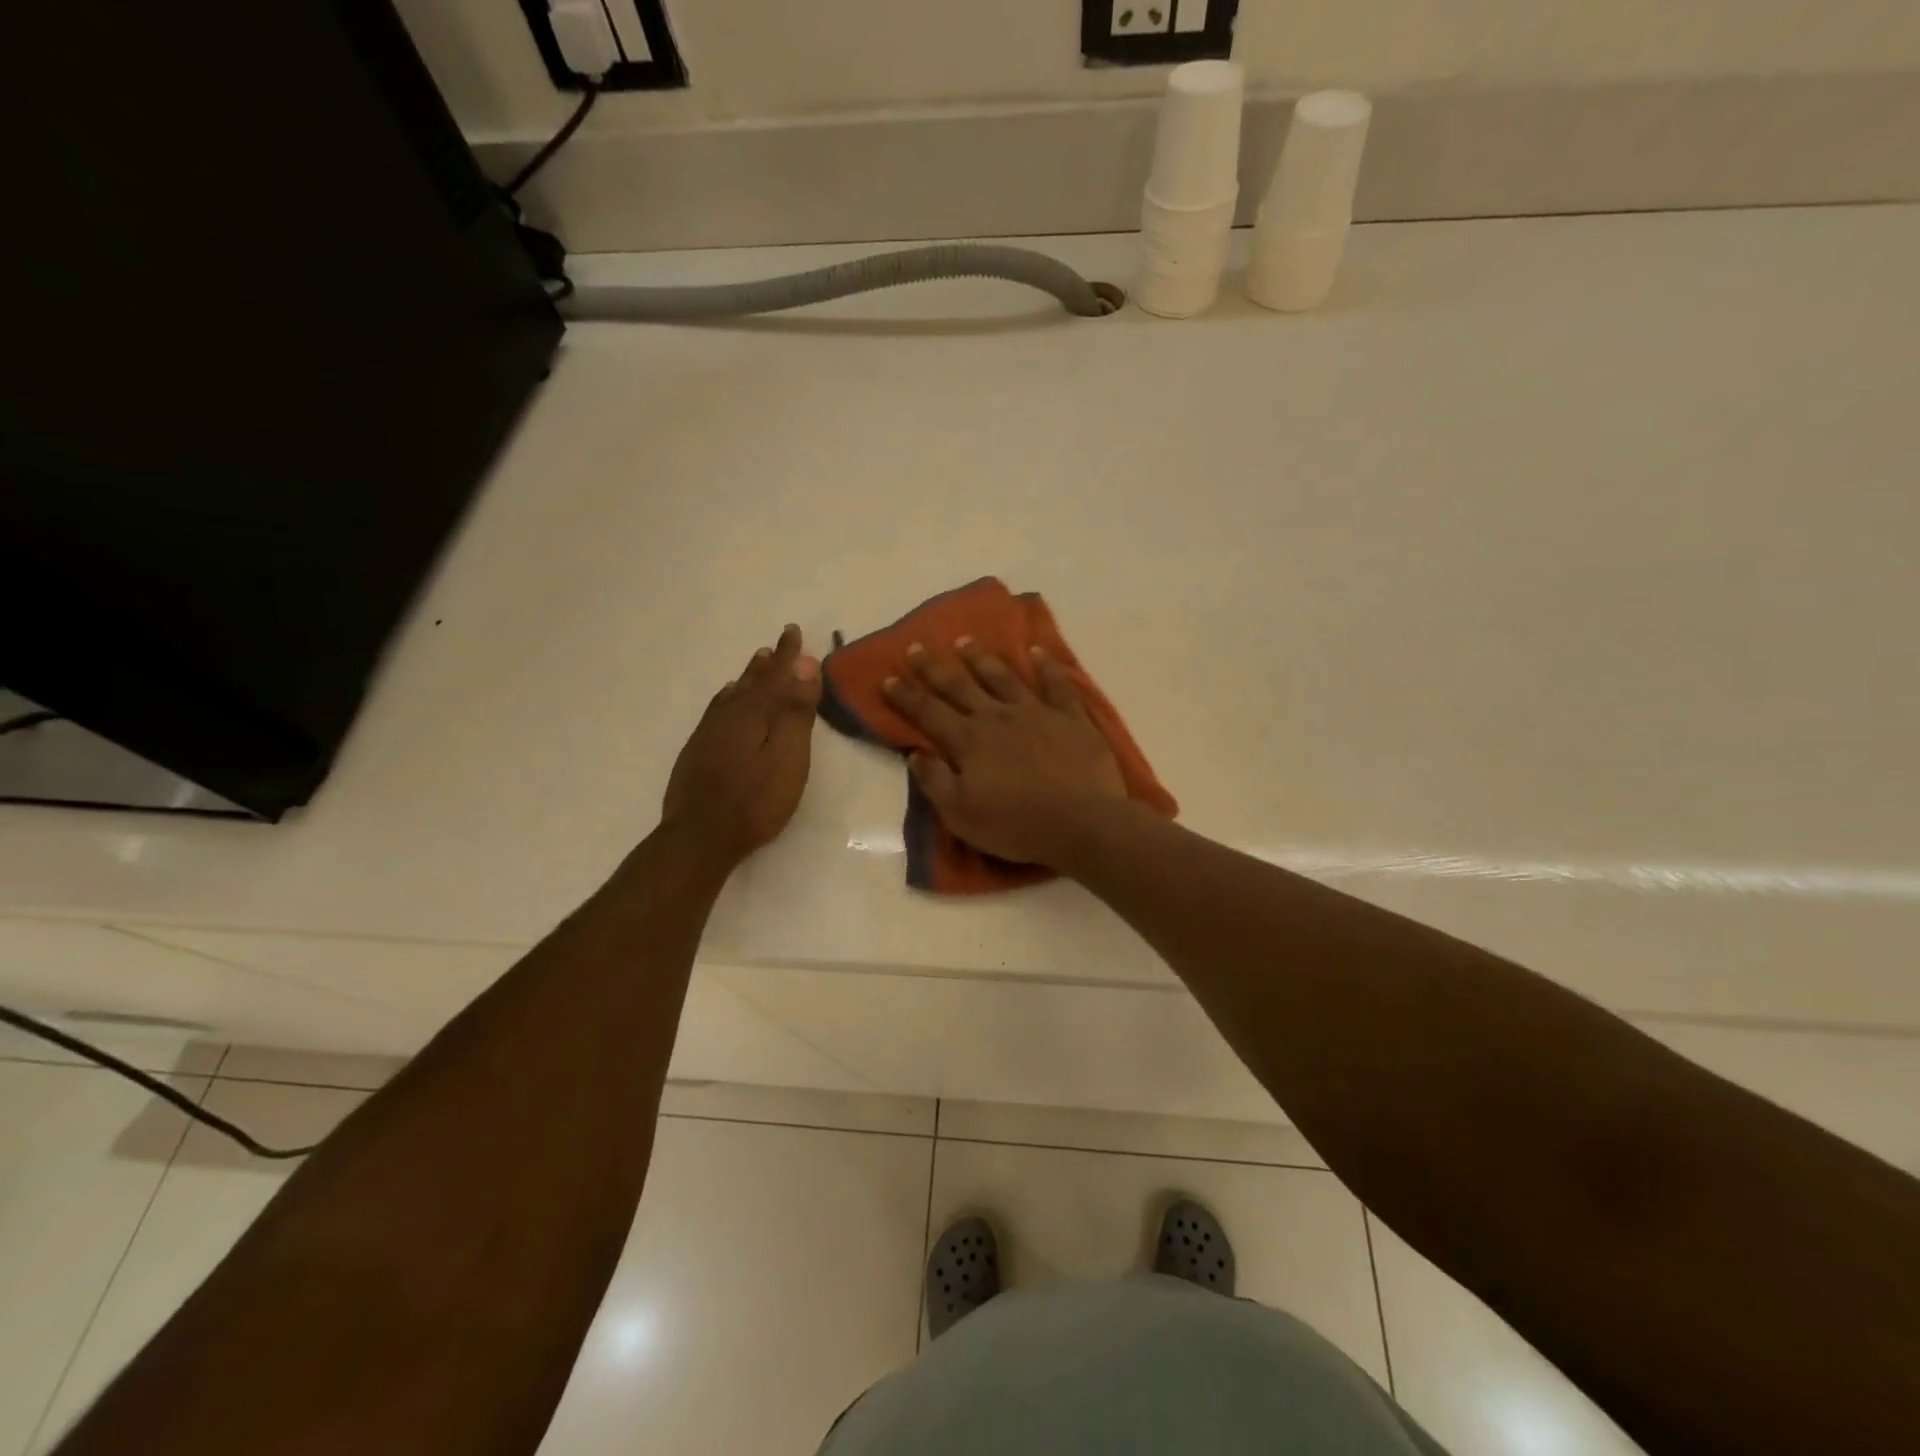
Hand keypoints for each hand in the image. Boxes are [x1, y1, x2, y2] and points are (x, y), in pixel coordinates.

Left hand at [661, 625, 820, 866]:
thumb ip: (797, 713)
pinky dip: (728, 699)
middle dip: (767, 664)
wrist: (700, 836)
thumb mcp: (788, 758)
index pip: (776, 675)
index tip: (794, 630)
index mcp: (753, 713)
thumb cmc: (755, 800)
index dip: (788, 655)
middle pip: (751, 682)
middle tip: (776, 645)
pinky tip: (726, 702)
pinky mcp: (697, 752)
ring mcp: (709, 734)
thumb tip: (805, 667)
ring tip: (756, 664)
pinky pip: (717, 711)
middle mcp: (728, 715)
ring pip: (732, 695)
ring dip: (747, 678)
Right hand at [881, 638, 1127, 867]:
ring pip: (1003, 677)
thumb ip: (935, 781)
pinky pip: (1056, 684)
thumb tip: (914, 753)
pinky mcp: (1071, 717)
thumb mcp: (961, 815)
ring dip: (981, 659)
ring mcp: (1036, 712)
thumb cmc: (1016, 825)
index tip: (888, 678)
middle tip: (917, 647)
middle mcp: (997, 717)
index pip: (928, 712)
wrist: (1082, 823)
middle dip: (934, 668)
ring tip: (965, 642)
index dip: (906, 695)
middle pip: (960, 686)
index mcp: (968, 740)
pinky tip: (1036, 652)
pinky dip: (1045, 666)